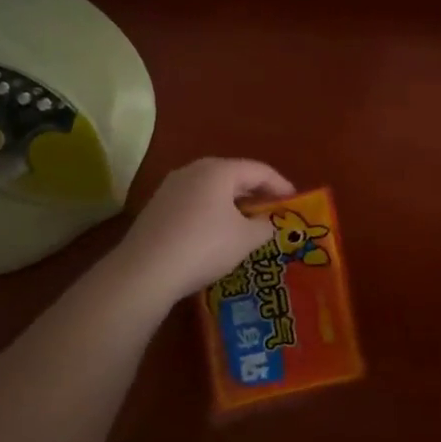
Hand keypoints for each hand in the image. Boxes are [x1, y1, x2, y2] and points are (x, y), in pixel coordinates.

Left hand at [116, 158, 293, 304]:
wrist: (145, 271)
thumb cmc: (204, 246)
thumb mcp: (245, 239)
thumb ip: (265, 226)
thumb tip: (269, 223)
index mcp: (219, 170)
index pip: (259, 170)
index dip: (281, 185)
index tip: (295, 201)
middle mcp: (194, 170)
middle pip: (234, 176)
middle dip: (256, 193)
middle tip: (273, 210)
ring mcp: (171, 187)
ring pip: (212, 189)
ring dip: (233, 203)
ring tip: (248, 222)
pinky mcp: (157, 207)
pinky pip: (195, 202)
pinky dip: (212, 212)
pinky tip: (217, 233)